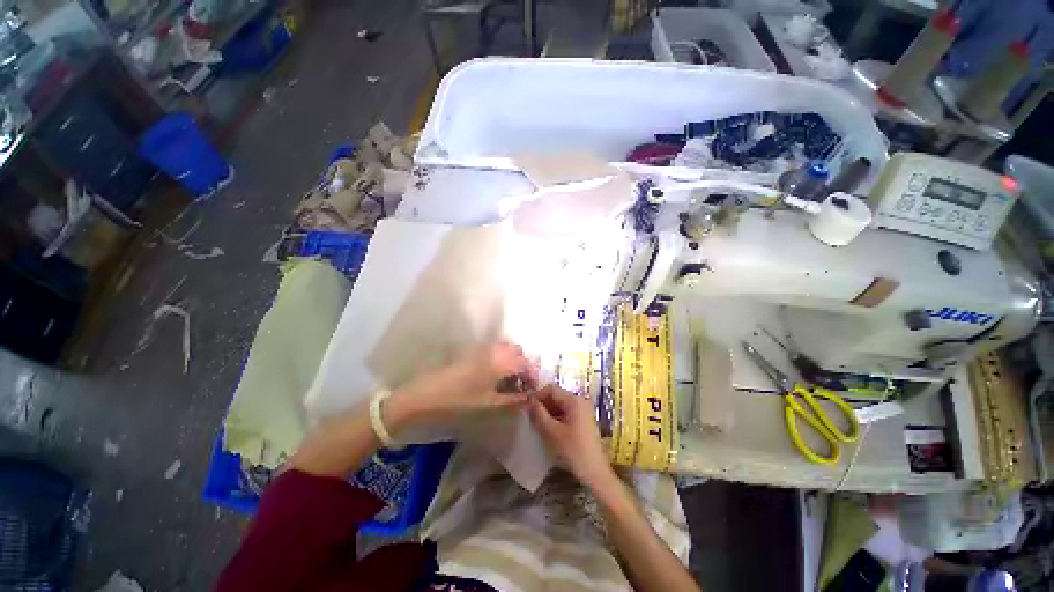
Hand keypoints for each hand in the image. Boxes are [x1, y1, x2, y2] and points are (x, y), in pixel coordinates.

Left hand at [384, 341, 536, 432]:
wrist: (425, 394)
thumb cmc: (459, 400)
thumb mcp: (489, 404)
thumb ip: (512, 399)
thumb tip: (528, 397)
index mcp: (501, 361)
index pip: (525, 363)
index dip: (532, 375)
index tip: (532, 388)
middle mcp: (494, 349)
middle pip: (518, 351)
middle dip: (523, 365)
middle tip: (521, 383)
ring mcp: (482, 347)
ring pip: (505, 348)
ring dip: (512, 360)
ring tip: (508, 379)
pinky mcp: (471, 349)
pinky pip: (494, 349)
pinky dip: (500, 358)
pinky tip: (493, 374)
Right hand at [529, 385, 613, 489]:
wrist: (595, 472)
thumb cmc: (573, 450)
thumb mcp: (552, 432)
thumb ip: (539, 414)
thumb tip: (529, 401)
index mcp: (574, 400)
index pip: (551, 389)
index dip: (537, 395)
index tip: (527, 407)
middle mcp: (580, 401)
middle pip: (556, 396)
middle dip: (543, 404)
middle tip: (531, 417)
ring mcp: (583, 410)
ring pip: (560, 405)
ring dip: (548, 412)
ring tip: (538, 424)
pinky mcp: (584, 420)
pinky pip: (566, 412)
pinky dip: (556, 418)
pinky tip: (549, 429)